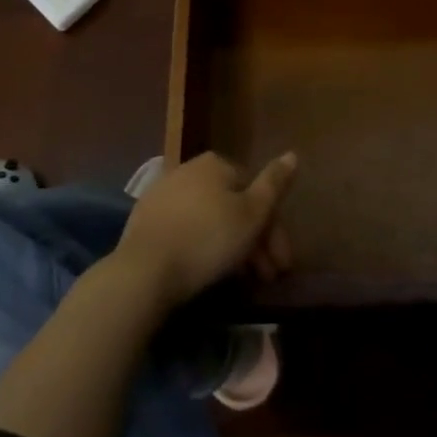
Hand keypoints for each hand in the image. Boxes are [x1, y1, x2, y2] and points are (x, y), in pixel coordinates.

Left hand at [114, 152, 296, 307]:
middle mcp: (188, 169)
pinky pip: (185, 231)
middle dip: (254, 242)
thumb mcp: (252, 214)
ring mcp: (163, 194)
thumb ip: (274, 184)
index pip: (255, 193)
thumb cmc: (207, 239)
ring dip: (230, 247)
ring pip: (209, 219)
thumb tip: (292, 154)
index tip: (282, 264)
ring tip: (241, 282)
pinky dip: (201, 247)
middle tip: (266, 277)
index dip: (274, 230)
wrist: (143, 271)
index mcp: (216, 163)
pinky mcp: (144, 221)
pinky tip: (206, 272)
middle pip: (232, 206)